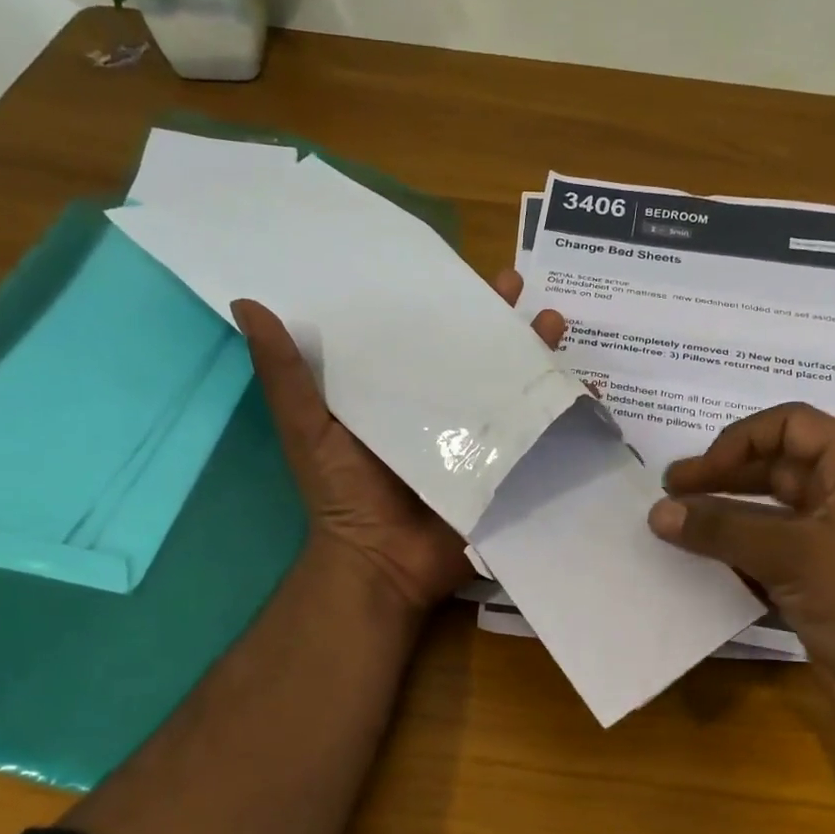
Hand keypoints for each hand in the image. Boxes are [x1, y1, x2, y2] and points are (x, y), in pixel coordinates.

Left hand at [232, 271, 566, 615]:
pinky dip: (563, 411)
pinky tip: (587, 389)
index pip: (423, 334)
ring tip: (554, 323)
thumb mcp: (308, 427)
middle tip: (520, 287)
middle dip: (501, 319)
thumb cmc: (342, 493)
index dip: (443, 301)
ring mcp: (478, 439)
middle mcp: (442, 408)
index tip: (459, 268)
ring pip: (513, 385)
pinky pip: (537, 434)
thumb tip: (247, 303)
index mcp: (397, 392)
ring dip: (538, 354)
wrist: (382, 565)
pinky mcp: (504, 469)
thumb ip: (286, 374)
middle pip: (477, 353)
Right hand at [649, 403, 834, 754]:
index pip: (791, 426)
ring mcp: (832, 548)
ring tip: (672, 534)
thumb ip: (722, 530)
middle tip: (667, 498)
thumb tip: (657, 511)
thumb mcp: (794, 554)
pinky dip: (734, 562)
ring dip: (722, 524)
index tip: (697, 473)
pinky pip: (767, 561)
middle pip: (774, 471)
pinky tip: (698, 572)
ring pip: (767, 520)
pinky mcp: (819, 590)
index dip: (740, 440)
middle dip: (721, 480)